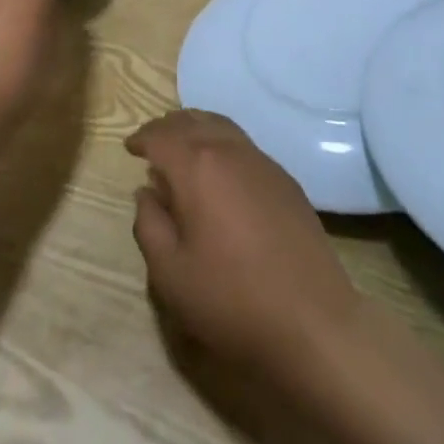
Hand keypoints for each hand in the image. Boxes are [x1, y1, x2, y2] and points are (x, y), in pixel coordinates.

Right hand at [127, 111, 362, 385]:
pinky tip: (219, 172)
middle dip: (168, 127)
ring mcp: (264, 163)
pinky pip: (245, 146)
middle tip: (152, 142)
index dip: (142, 138)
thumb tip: (146, 192)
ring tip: (182, 148)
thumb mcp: (170, 273)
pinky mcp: (286, 181)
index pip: (162, 136)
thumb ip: (149, 225)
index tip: (130, 147)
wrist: (313, 321)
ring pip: (223, 127)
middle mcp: (232, 152)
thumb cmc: (231, 299)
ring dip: (197, 129)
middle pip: (194, 121)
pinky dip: (222, 145)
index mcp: (198, 167)